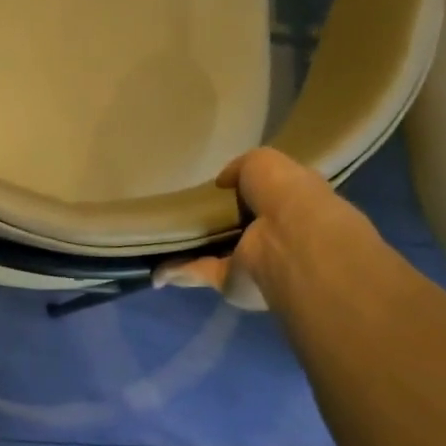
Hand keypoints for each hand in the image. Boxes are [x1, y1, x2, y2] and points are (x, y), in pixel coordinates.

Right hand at [154, 148, 335, 310]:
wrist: (290, 240)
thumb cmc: (284, 193)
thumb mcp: (262, 162)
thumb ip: (239, 169)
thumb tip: (221, 182)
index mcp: (286, 205)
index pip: (262, 198)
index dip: (240, 193)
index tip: (214, 188)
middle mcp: (270, 236)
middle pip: (236, 229)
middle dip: (213, 223)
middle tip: (180, 212)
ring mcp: (252, 263)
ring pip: (215, 254)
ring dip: (190, 251)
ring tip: (159, 240)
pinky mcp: (231, 283)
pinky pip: (199, 273)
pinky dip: (176, 271)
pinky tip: (155, 268)